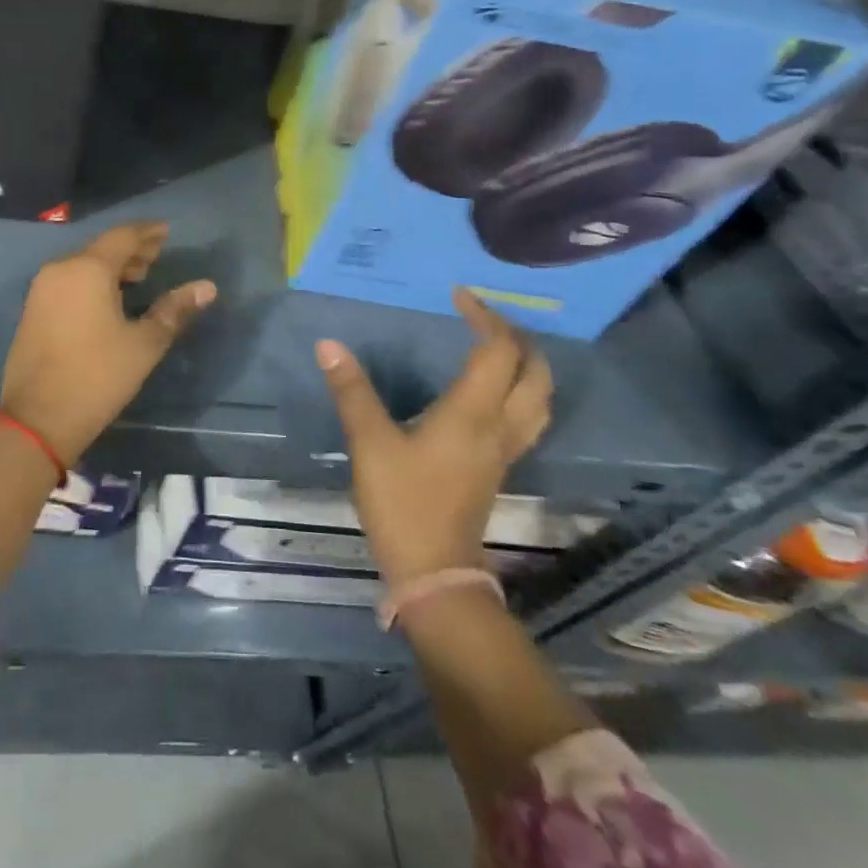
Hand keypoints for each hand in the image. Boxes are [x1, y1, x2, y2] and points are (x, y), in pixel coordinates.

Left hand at [0, 221, 216, 465]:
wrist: (37, 418)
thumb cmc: (97, 376)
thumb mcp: (144, 344)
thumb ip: (174, 310)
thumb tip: (207, 287)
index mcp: (87, 269)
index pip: (123, 237)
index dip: (148, 233)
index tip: (167, 231)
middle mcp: (60, 269)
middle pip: (100, 248)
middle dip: (131, 250)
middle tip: (157, 256)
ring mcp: (41, 290)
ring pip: (82, 265)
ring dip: (111, 266)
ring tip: (138, 277)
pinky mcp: (33, 310)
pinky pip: (68, 281)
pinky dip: (92, 281)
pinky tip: (108, 299)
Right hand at [316, 290, 552, 583]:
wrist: (433, 572)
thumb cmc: (402, 502)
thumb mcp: (370, 443)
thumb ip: (352, 391)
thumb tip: (328, 344)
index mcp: (473, 413)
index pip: (497, 351)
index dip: (485, 317)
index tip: (459, 296)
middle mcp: (499, 426)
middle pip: (534, 372)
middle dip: (517, 337)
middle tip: (485, 317)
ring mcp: (505, 450)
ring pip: (539, 397)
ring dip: (527, 364)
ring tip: (499, 346)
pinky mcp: (498, 467)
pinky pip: (527, 417)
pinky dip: (520, 390)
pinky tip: (494, 391)